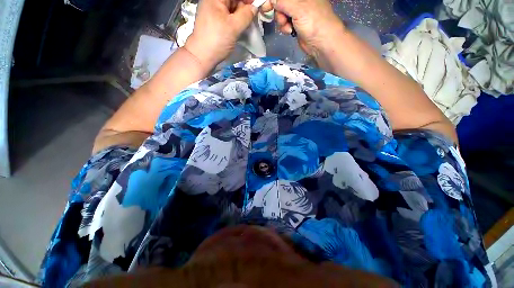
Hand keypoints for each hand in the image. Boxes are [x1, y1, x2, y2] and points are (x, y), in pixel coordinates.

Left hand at [185, 0, 256, 68]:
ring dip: (240, 14)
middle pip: (233, 0)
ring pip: (231, 8)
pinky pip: (227, 16)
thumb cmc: (217, 40)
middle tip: (251, 17)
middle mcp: (213, 1)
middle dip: (244, 6)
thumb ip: (246, 15)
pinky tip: (240, 27)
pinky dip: (235, 20)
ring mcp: (212, 12)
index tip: (256, 6)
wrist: (202, 56)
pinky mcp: (214, 22)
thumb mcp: (234, 27)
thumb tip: (254, 7)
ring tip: (246, 24)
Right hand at [271, 0, 345, 56]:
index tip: (266, 6)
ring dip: (282, 22)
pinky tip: (290, 31)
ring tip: (288, 28)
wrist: (322, 43)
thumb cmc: (314, 22)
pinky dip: (285, 28)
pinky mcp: (296, 25)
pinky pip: (285, 23)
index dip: (275, 0)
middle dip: (279, 12)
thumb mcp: (298, 9)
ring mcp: (298, 13)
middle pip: (281, 3)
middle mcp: (300, 1)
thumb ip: (283, 2)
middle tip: (282, 19)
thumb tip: (271, 0)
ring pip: (282, 14)